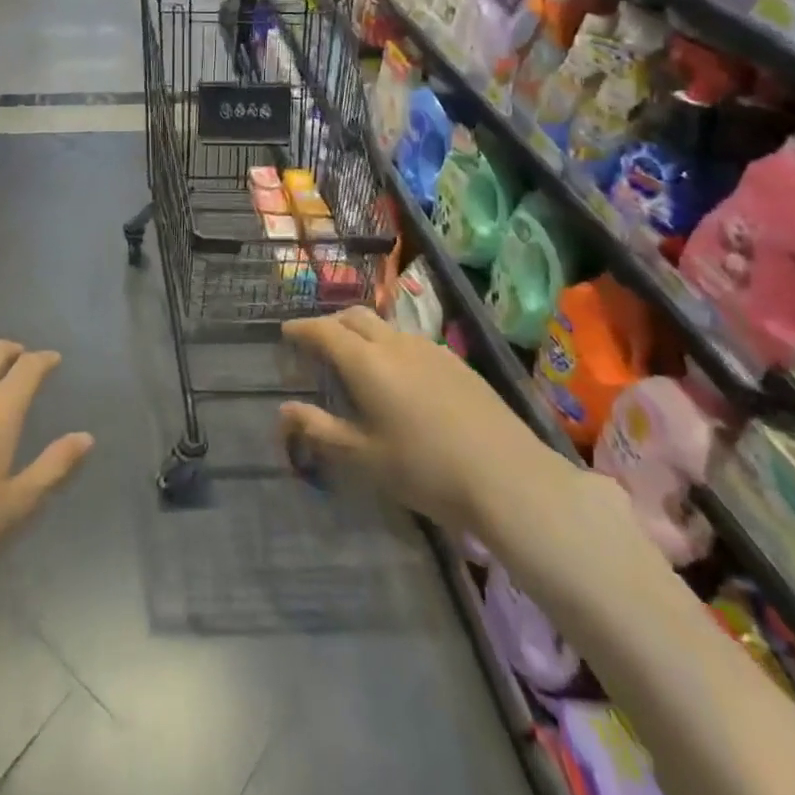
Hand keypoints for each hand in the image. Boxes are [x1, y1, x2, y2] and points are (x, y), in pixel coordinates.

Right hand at [279, 307, 569, 534]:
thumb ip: (320, 430)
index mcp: (366, 362)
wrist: (509, 477)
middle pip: (355, 317)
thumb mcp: (364, 457)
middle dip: (331, 323)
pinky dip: (390, 346)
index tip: (286, 333)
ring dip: (362, 333)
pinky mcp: (457, 362)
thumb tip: (285, 410)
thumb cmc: (426, 469)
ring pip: (385, 327)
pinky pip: (410, 341)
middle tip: (317, 342)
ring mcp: (430, 349)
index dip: (301, 329)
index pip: (323, 331)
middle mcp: (395, 343)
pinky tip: (399, 376)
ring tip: (356, 358)